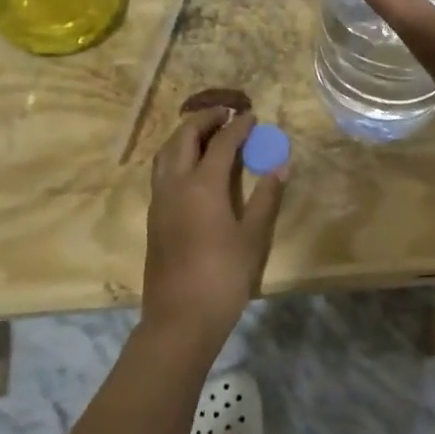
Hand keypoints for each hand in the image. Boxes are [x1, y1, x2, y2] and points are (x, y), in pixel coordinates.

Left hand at [142, 110, 288, 342]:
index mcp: (202, 185)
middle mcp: (175, 184)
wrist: (180, 319)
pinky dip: (177, 154)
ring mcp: (160, 200)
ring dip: (186, 135)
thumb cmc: (223, 277)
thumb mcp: (253, 237)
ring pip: (167, 152)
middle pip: (184, 137)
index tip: (252, 116)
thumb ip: (266, 196)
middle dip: (205, 119)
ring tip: (208, 132)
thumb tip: (280, 163)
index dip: (238, 126)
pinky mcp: (154, 216)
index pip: (221, 142)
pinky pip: (162, 170)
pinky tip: (193, 165)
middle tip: (226, 114)